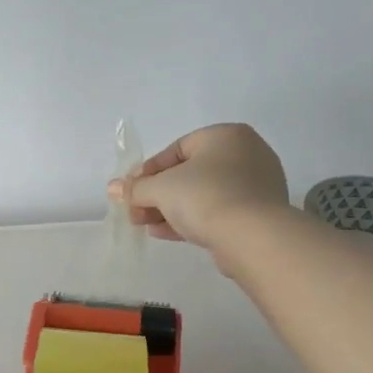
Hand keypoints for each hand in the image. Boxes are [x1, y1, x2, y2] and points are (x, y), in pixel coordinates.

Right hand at [109, 122, 290, 255]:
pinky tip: (166, 233)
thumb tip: (113, 188)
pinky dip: (192, 219)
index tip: (131, 190)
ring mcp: (256, 185)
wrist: (253, 237)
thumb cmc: (205, 196)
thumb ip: (135, 188)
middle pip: (189, 173)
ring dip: (171, 209)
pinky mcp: (259, 214)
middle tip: (135, 211)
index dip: (148, 171)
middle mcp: (246, 154)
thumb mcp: (161, 188)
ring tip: (146, 225)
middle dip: (158, 194)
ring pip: (203, 194)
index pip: (177, 149)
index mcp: (225, 135)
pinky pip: (218, 211)